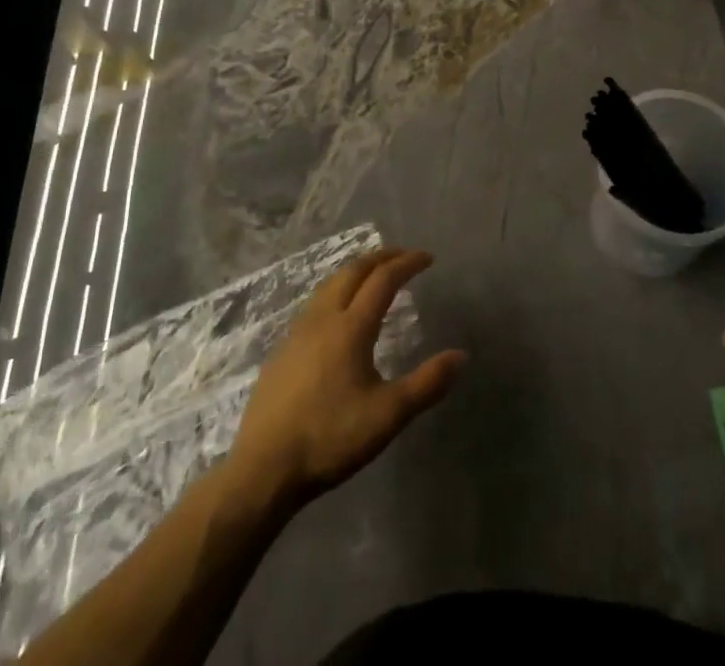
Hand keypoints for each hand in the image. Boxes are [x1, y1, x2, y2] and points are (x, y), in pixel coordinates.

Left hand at [228, 248, 466, 508]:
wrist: (263, 468)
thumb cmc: (330, 437)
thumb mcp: (388, 415)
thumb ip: (427, 383)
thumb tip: (461, 356)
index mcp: (351, 327)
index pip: (383, 279)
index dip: (407, 263)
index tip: (428, 258)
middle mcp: (323, 318)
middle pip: (354, 271)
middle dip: (381, 257)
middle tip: (404, 256)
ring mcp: (298, 332)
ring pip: (330, 283)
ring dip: (356, 270)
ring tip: (373, 273)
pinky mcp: (282, 350)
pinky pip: (315, 303)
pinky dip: (336, 290)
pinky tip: (338, 312)